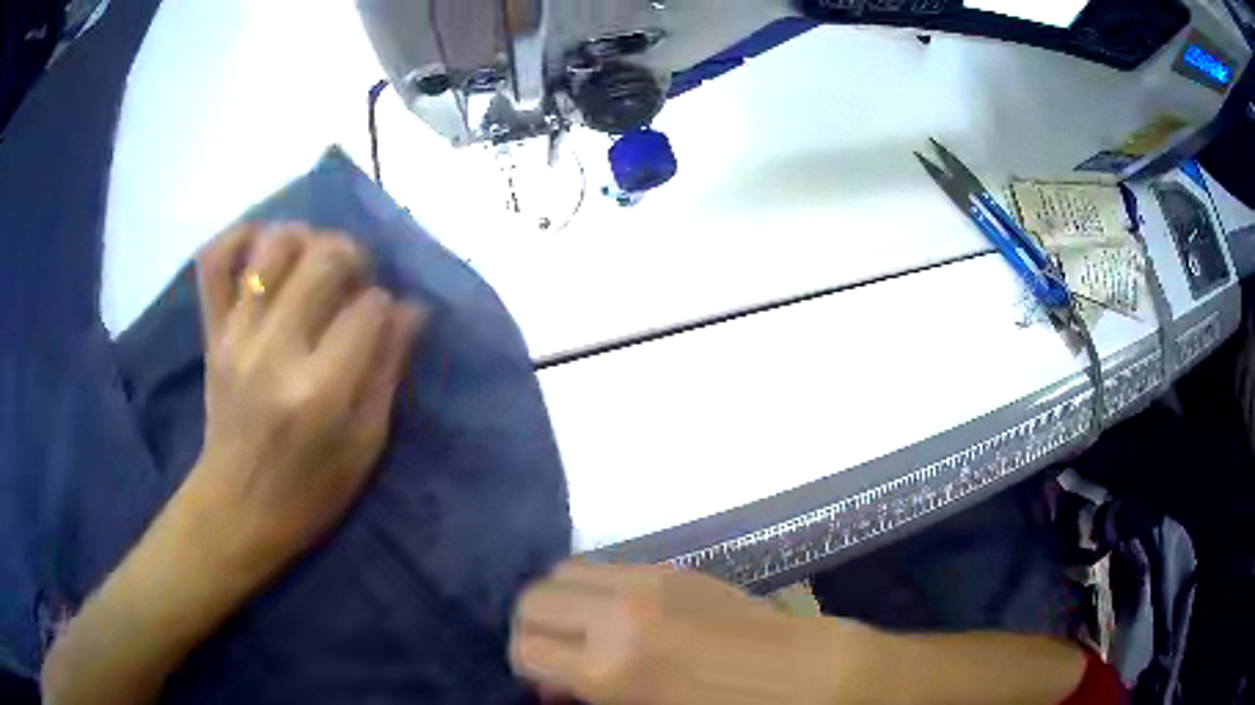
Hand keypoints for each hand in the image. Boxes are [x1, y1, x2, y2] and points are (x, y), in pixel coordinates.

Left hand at [184, 223, 423, 582]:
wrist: (235, 509)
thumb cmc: (309, 493)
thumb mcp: (365, 449)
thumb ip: (388, 374)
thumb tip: (411, 310)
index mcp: (320, 393)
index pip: (369, 309)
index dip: (387, 306)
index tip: (385, 323)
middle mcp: (274, 351)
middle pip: (324, 258)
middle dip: (354, 257)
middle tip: (357, 280)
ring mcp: (236, 336)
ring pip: (274, 246)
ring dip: (306, 239)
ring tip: (314, 261)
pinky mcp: (212, 333)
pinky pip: (214, 262)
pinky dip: (238, 238)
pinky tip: (262, 244)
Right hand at [510, 562, 852, 704]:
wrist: (800, 674)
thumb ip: (587, 696)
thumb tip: (555, 685)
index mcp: (608, 671)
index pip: (525, 649)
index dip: (528, 667)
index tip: (548, 681)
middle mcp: (616, 617)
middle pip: (532, 600)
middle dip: (534, 629)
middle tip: (558, 654)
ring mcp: (645, 583)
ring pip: (562, 572)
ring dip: (561, 601)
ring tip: (585, 629)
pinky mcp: (670, 567)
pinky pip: (606, 564)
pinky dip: (594, 586)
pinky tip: (619, 612)